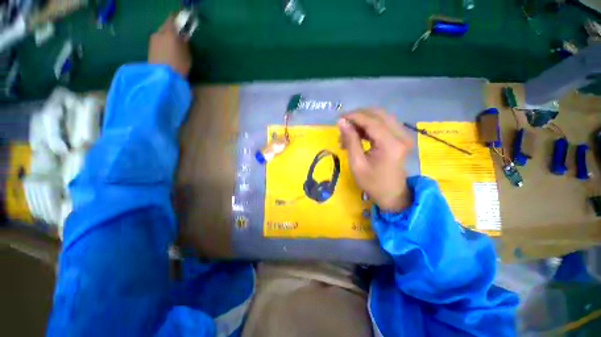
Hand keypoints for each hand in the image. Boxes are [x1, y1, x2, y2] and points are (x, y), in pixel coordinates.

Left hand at [148, 15, 191, 77]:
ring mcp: (153, 40)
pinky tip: (168, 51)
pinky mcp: (150, 49)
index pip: (172, 19)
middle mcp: (159, 33)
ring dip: (167, 37)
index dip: (177, 19)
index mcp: (169, 32)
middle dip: (172, 29)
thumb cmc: (179, 64)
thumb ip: (185, 43)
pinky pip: (158, 41)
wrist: (163, 77)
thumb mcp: (187, 54)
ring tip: (174, 45)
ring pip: (161, 34)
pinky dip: (163, 43)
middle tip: (179, 36)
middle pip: (165, 27)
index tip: (182, 21)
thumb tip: (183, 36)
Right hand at [337, 109, 412, 210]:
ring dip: (363, 121)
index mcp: (390, 144)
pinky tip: (359, 135)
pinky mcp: (401, 137)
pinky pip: (384, 123)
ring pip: (381, 117)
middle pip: (378, 114)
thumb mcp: (357, 163)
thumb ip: (350, 140)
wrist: (392, 193)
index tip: (339, 118)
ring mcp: (403, 135)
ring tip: (349, 133)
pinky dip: (369, 126)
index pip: (371, 121)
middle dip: (358, 116)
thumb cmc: (372, 182)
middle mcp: (401, 135)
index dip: (354, 116)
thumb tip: (341, 122)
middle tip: (343, 125)